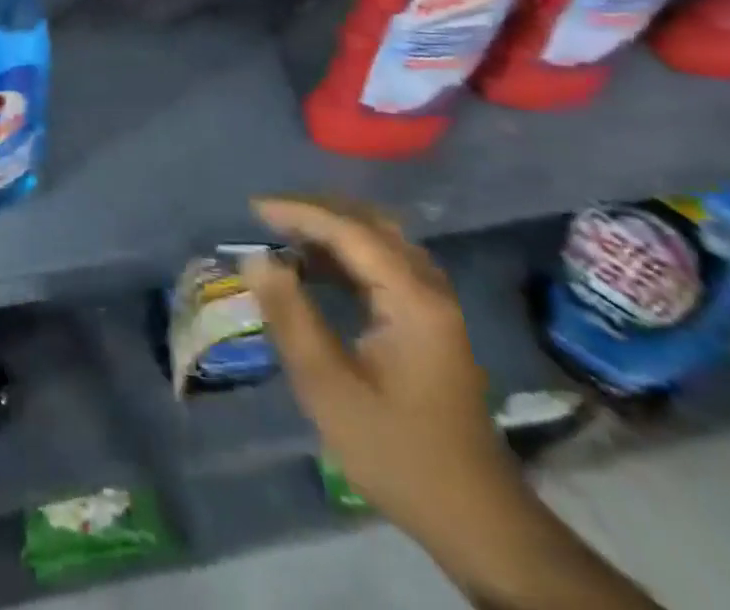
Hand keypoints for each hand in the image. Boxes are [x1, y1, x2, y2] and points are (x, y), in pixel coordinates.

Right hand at [243, 198, 660, 609]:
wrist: (476, 520)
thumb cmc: (396, 451)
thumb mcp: (328, 387)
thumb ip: (289, 315)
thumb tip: (255, 257)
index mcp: (412, 298)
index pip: (349, 230)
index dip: (299, 212)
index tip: (253, 209)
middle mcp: (429, 287)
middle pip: (369, 224)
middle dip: (315, 212)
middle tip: (267, 219)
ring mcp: (435, 304)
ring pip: (379, 240)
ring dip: (331, 230)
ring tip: (284, 236)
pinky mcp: (431, 321)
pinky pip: (385, 263)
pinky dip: (347, 253)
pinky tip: (317, 267)